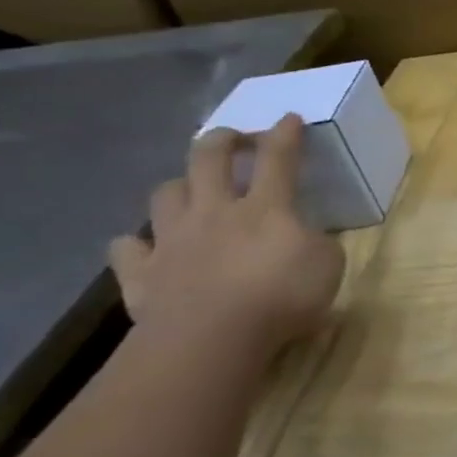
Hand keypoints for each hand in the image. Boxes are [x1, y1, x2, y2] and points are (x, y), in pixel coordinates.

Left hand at [109, 116, 344, 359]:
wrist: (211, 338)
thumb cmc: (282, 297)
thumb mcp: (328, 265)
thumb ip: (317, 243)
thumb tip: (304, 236)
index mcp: (266, 207)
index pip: (278, 159)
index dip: (285, 134)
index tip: (288, 118)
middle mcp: (215, 212)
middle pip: (209, 159)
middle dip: (222, 141)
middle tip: (234, 139)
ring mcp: (173, 240)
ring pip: (165, 194)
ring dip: (180, 186)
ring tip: (191, 191)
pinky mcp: (142, 273)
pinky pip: (127, 248)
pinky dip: (136, 244)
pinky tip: (146, 247)